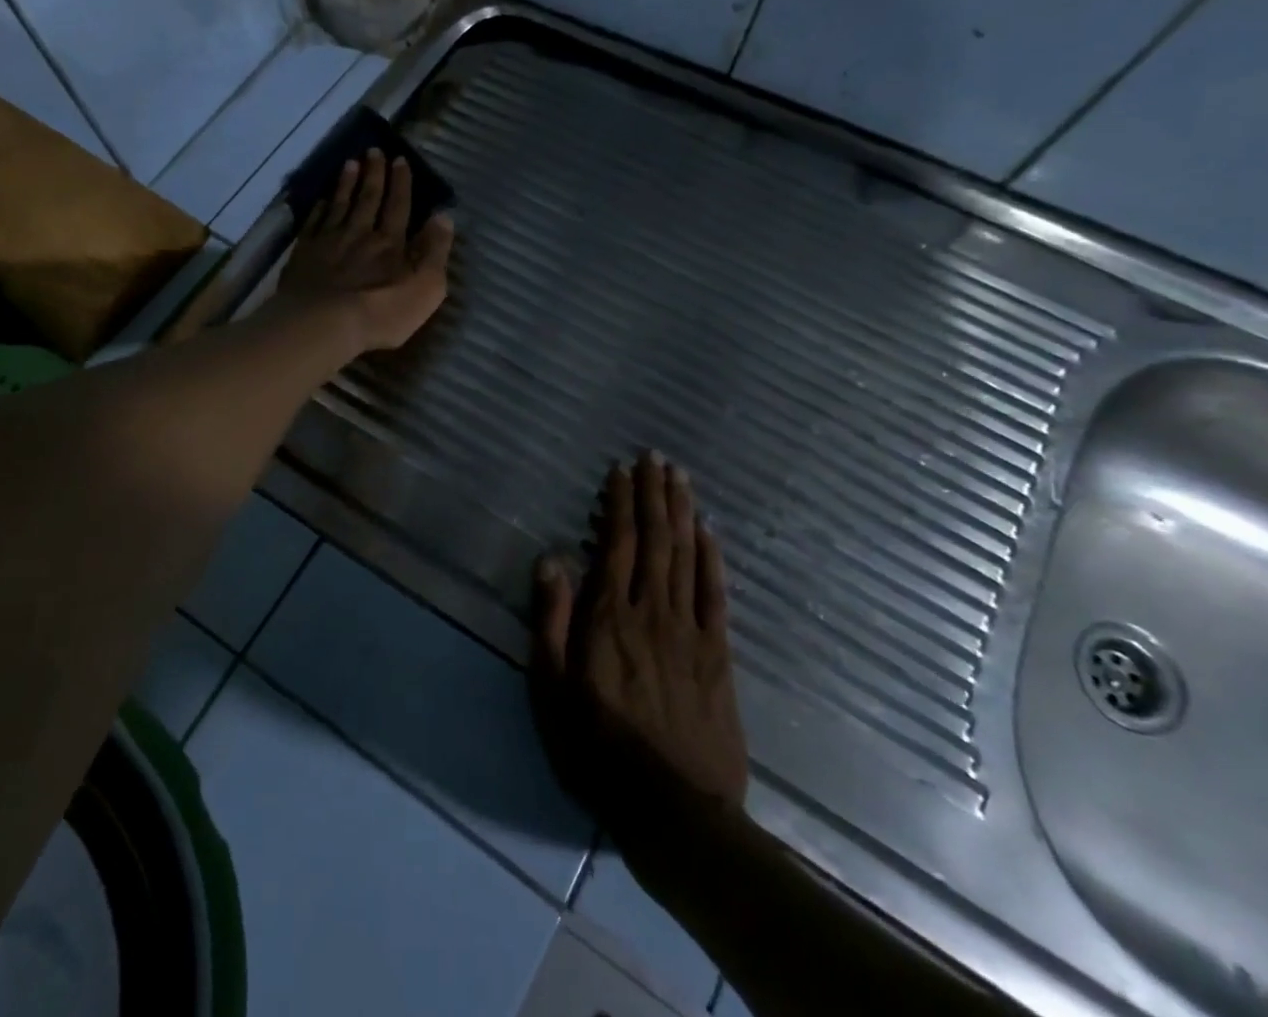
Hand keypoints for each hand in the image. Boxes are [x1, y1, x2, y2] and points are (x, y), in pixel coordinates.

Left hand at [276, 148, 455, 354]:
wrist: (324, 324)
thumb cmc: (382, 312)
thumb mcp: (426, 287)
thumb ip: (435, 251)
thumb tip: (444, 217)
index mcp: (391, 242)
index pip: (399, 206)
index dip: (401, 183)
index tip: (400, 160)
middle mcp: (360, 234)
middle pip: (368, 198)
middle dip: (373, 174)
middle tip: (374, 150)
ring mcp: (329, 242)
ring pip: (340, 205)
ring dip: (346, 183)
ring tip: (350, 163)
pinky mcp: (304, 254)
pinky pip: (313, 224)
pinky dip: (319, 209)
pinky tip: (321, 200)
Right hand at [531, 452, 748, 846]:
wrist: (675, 810)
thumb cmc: (599, 750)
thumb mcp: (552, 692)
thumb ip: (551, 622)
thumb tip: (550, 559)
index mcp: (609, 618)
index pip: (616, 544)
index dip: (619, 503)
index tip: (621, 470)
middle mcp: (651, 611)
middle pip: (655, 539)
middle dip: (654, 494)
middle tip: (655, 456)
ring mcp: (690, 631)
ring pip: (686, 556)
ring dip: (681, 512)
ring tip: (679, 477)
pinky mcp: (718, 654)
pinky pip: (716, 594)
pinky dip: (712, 558)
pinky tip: (709, 531)